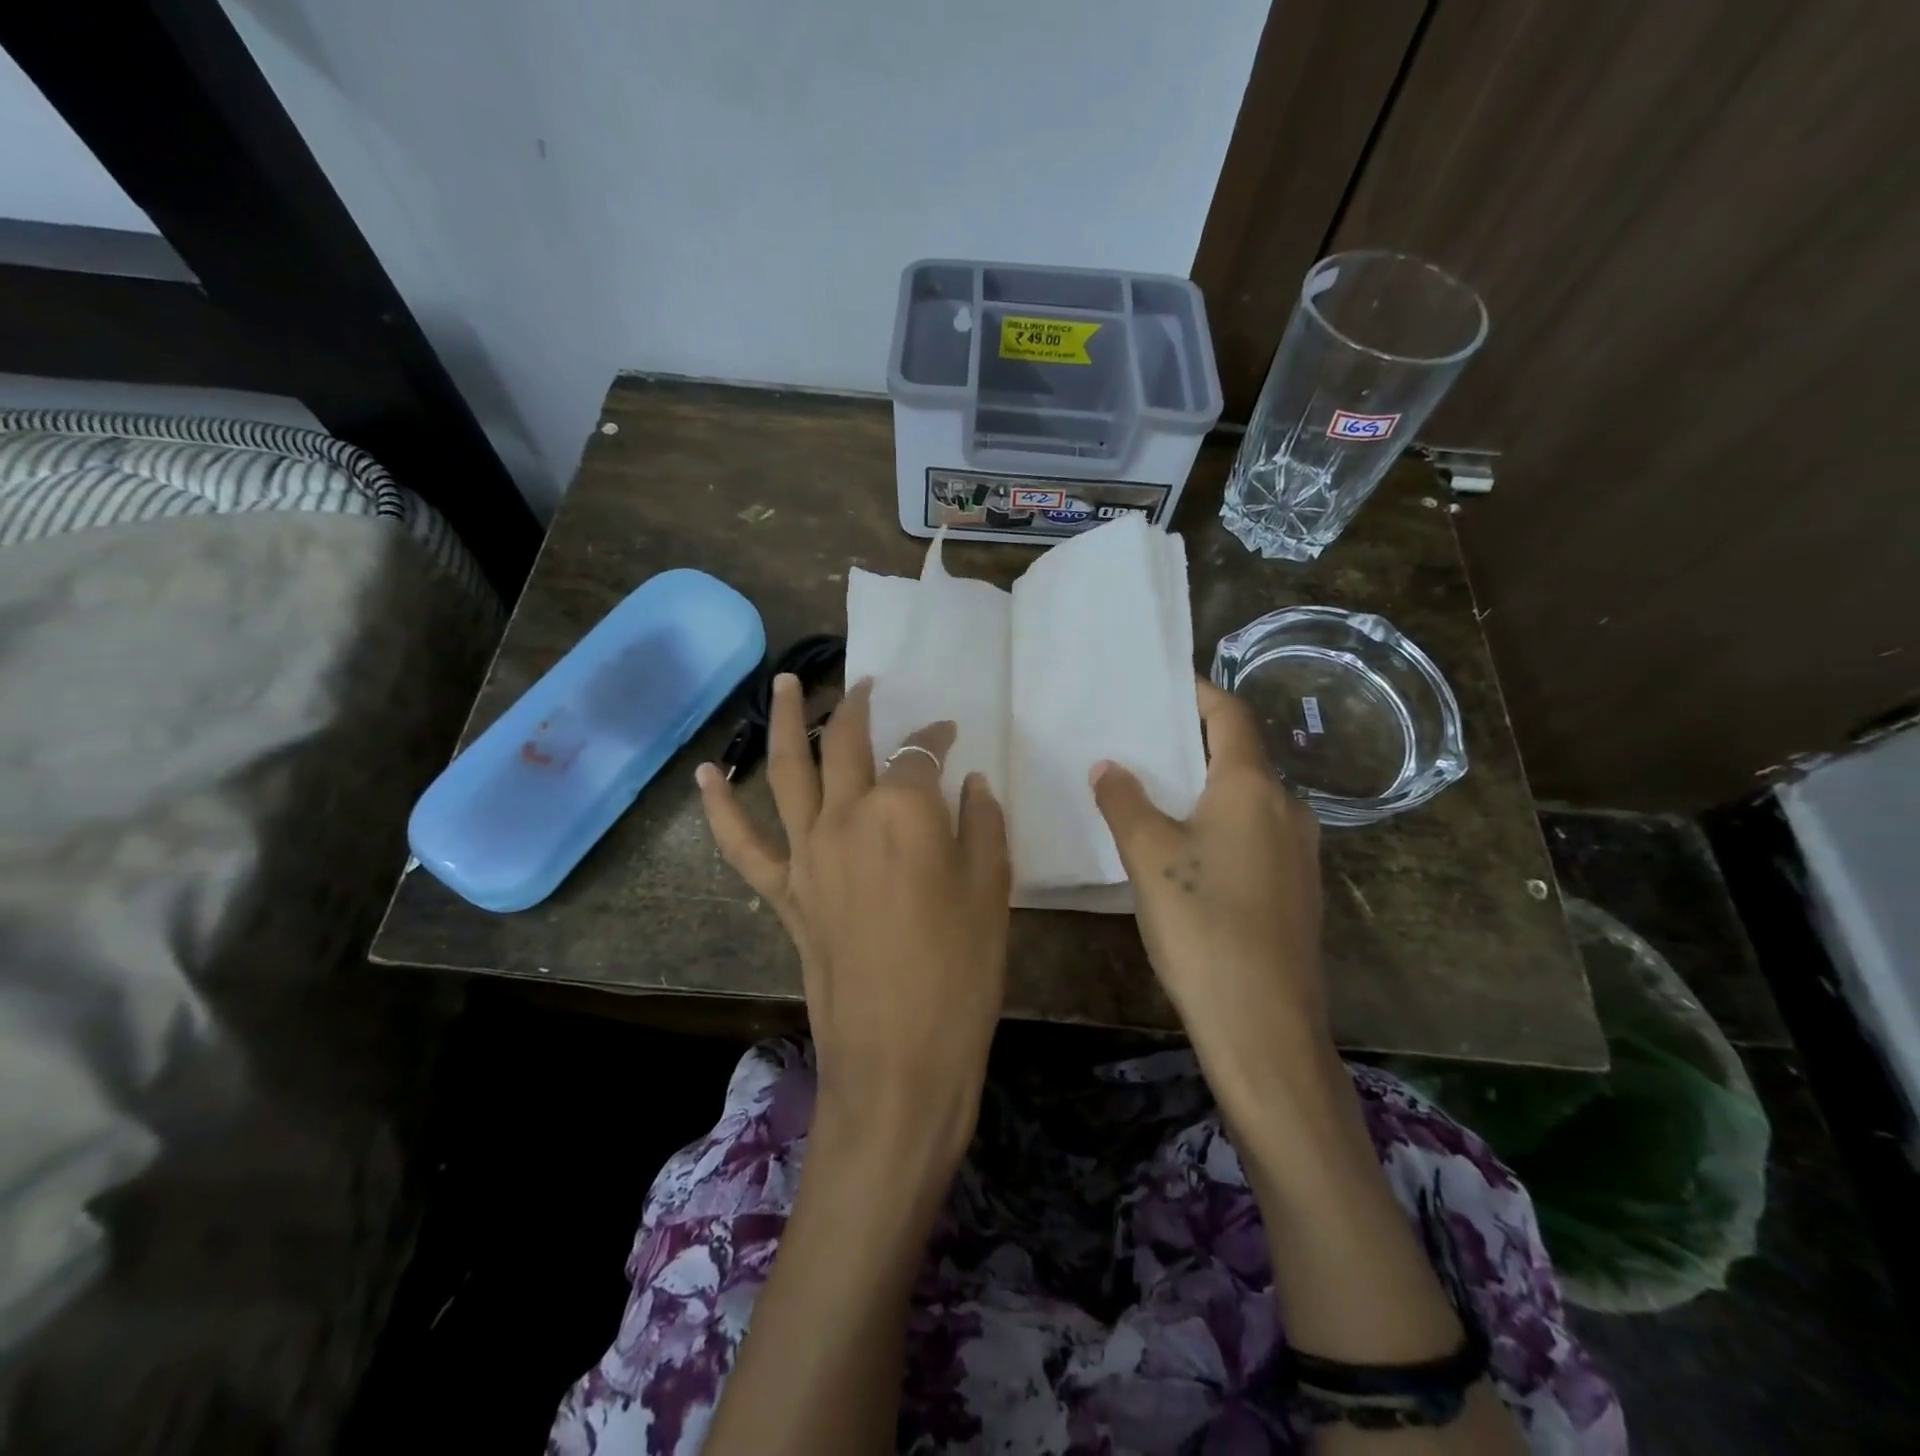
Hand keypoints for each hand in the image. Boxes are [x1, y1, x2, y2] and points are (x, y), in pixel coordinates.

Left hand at [697, 676, 1010, 1162]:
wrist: (899, 1057)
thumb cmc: (961, 974)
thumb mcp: (992, 892)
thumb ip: (982, 825)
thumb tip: (970, 784)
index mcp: (905, 811)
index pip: (919, 753)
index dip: (935, 738)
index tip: (949, 736)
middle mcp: (847, 816)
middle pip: (847, 743)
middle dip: (857, 706)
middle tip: (865, 684)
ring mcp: (808, 853)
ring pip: (788, 770)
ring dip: (786, 721)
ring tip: (783, 683)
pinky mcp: (785, 892)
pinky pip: (743, 844)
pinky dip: (721, 807)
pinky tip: (707, 774)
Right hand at [1090, 679, 1326, 1086]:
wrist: (1264, 1024)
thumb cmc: (1202, 925)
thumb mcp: (1148, 856)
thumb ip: (1124, 801)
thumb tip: (1109, 766)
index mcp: (1253, 786)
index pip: (1230, 715)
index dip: (1198, 693)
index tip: (1163, 685)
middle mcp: (1287, 808)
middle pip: (1241, 754)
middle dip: (1196, 740)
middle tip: (1145, 737)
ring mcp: (1300, 851)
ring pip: (1249, 797)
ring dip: (1208, 784)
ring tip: (1158, 789)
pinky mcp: (1296, 889)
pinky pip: (1256, 832)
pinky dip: (1222, 821)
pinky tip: (1189, 847)